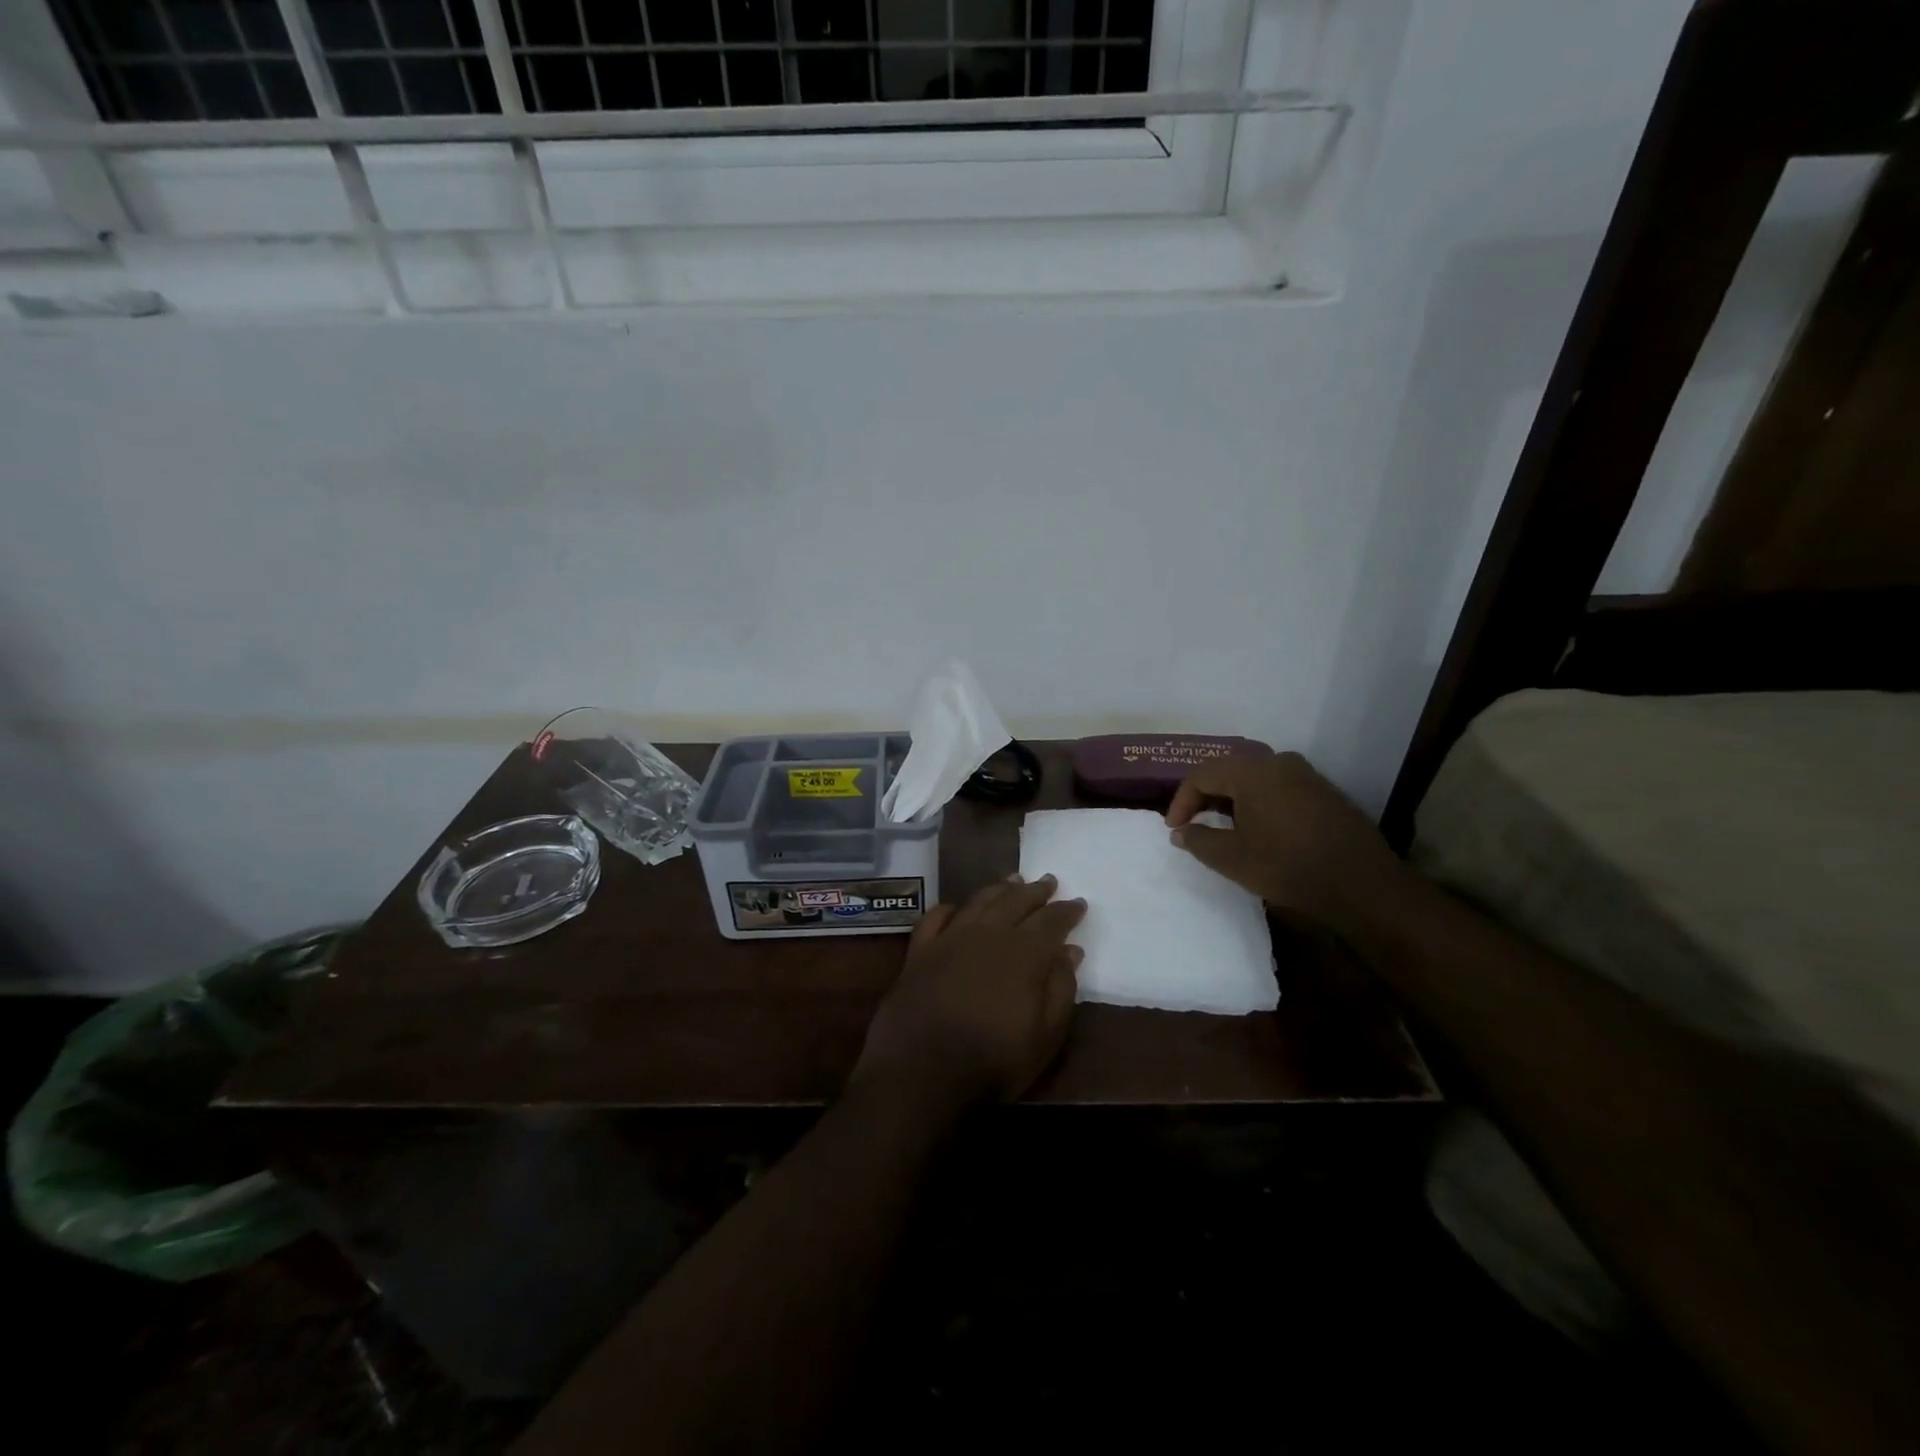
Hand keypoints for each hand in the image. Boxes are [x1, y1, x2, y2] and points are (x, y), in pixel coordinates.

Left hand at [852, 876, 1086, 1113]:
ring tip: (1012, 880)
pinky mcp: (919, 951)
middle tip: (1049, 881)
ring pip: (979, 902)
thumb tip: (1070, 950)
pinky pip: (935, 918)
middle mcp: (988, 934)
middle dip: (1035, 891)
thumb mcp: (1045, 1035)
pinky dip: (948, 908)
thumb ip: (1060, 989)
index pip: (1051, 922)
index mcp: (1023, 952)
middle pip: (1016, 902)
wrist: (921, 1070)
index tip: (1078, 902)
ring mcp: (950, 939)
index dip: (1066, 911)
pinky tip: (956, 907)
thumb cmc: (993, 1059)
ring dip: (998, 889)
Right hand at [1165, 752, 1403, 926]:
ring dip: (1232, 797)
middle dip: (1205, 795)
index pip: (1202, 775)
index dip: (1181, 801)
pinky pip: (1278, 785)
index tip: (1174, 829)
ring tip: (1222, 825)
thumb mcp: (1233, 859)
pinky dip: (1258, 800)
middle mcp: (1278, 761)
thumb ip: (1199, 841)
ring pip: (1254, 776)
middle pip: (1228, 770)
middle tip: (1193, 823)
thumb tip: (1180, 832)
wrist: (1363, 886)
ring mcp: (1305, 774)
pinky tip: (1258, 827)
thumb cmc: (1289, 868)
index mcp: (1252, 772)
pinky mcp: (1323, 790)